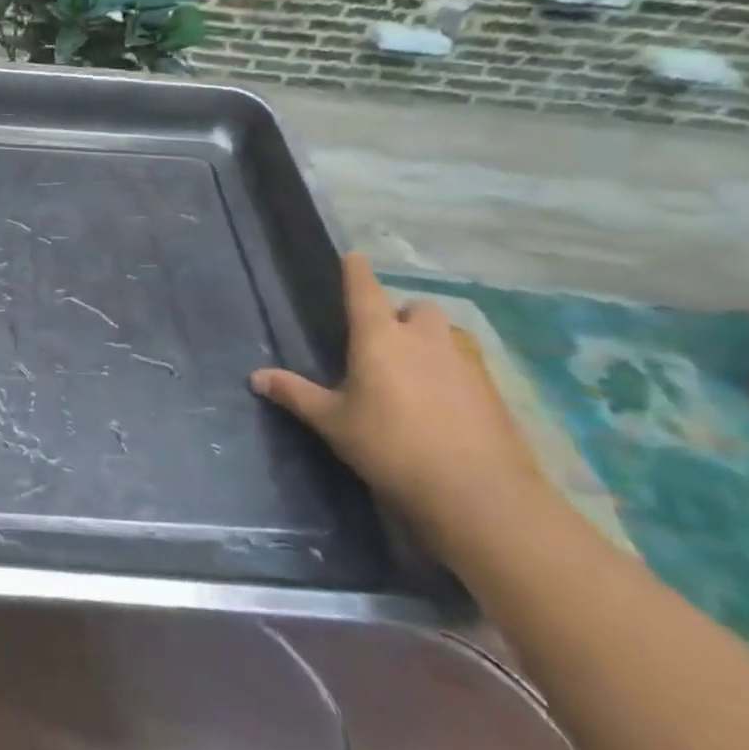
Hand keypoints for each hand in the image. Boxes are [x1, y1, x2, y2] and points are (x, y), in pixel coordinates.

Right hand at [251, 254, 543, 549]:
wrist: (477, 493)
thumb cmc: (390, 446)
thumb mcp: (332, 422)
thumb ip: (296, 394)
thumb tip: (255, 377)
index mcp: (379, 337)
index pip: (365, 290)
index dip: (357, 270)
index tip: (354, 256)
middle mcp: (424, 339)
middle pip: (417, 307)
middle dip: (403, 314)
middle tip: (386, 338)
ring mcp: (465, 363)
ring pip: (447, 334)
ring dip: (432, 340)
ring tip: (417, 368)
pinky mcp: (493, 392)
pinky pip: (469, 365)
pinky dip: (454, 371)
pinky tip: (445, 401)